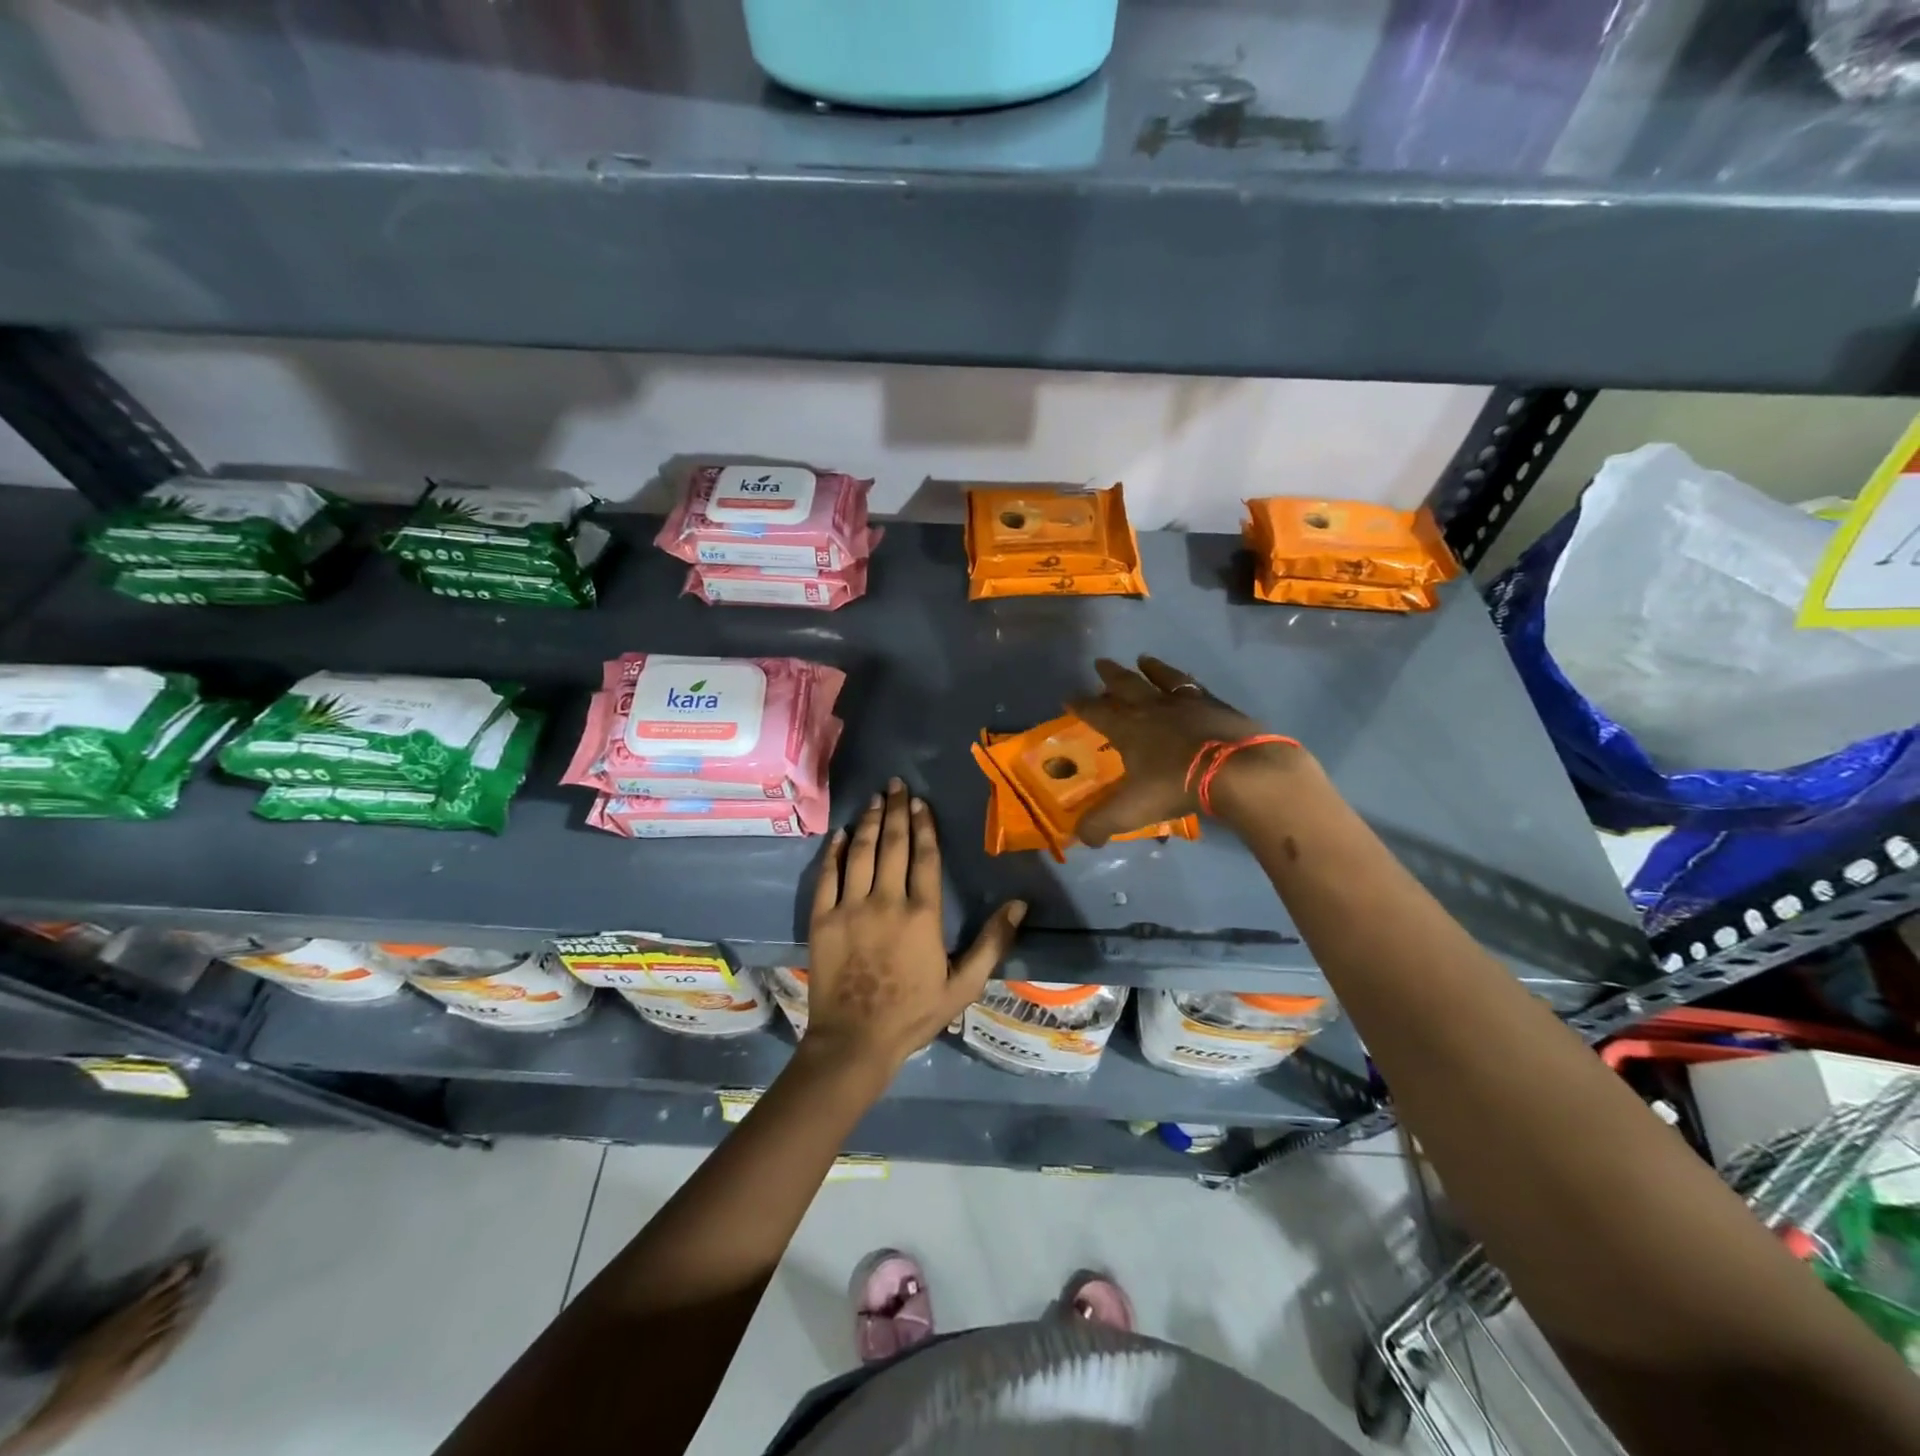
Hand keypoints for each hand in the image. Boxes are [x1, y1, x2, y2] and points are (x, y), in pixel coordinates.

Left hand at [807, 778, 1025, 1074]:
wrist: (854, 1041)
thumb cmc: (913, 1013)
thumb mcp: (963, 985)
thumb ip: (993, 942)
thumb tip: (1020, 904)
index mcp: (922, 914)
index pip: (925, 857)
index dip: (923, 825)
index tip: (919, 802)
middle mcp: (886, 900)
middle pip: (891, 844)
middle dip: (894, 811)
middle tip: (895, 784)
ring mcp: (850, 907)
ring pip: (860, 852)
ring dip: (867, 822)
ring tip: (873, 798)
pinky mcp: (822, 918)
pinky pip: (827, 876)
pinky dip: (834, 852)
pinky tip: (839, 834)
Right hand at [1068, 655, 1289, 845]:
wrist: (1238, 771)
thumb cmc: (1177, 786)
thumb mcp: (1132, 811)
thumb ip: (1102, 824)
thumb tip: (1082, 838)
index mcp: (1129, 729)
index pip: (1097, 713)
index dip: (1081, 705)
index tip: (1068, 697)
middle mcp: (1154, 708)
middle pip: (1127, 685)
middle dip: (1111, 676)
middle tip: (1101, 662)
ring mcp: (1188, 704)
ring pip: (1163, 678)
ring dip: (1151, 669)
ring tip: (1143, 659)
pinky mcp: (1217, 706)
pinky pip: (1195, 687)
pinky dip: (1186, 681)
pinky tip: (1188, 681)